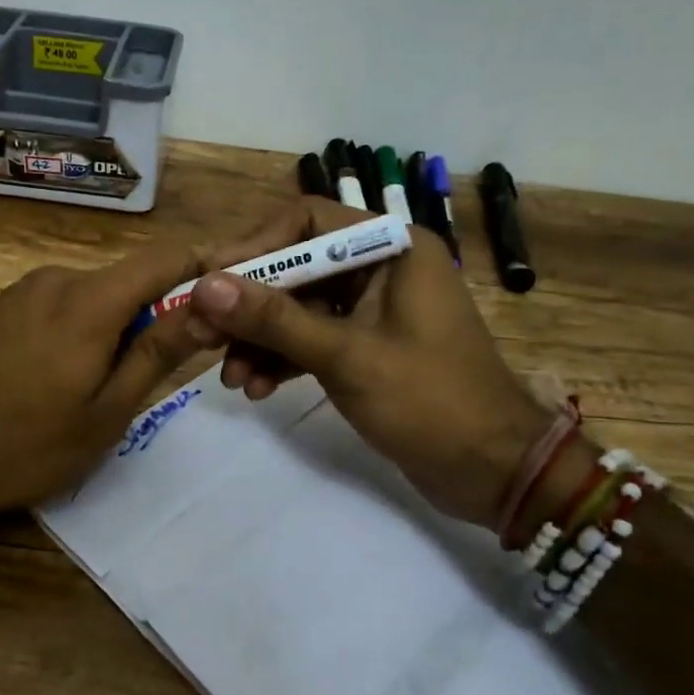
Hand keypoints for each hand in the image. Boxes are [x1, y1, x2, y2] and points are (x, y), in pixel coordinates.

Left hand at [0, 242, 218, 531]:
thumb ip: (159, 352)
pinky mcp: (4, 307)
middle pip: (131, 278)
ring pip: (98, 294)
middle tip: (165, 370)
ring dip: (120, 326)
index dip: (206, 269)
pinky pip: (65, 304)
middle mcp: (58, 278)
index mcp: (89, 299)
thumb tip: (211, 308)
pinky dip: (86, 329)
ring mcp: (25, 290)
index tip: (230, 298)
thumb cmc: (26, 446)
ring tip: (108, 387)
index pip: (167, 256)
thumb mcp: (107, 411)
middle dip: (160, 312)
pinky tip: (67, 378)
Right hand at [188, 198, 556, 526]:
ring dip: (259, 340)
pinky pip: (309, 339)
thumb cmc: (430, 402)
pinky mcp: (364, 347)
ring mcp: (371, 310)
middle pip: (295, 268)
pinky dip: (281, 360)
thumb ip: (273, 319)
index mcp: (391, 247)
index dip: (253, 249)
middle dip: (248, 306)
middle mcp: (380, 267)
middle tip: (200, 335)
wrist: (494, 473)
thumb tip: (204, 286)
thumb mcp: (345, 356)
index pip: (306, 222)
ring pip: (297, 308)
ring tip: (229, 378)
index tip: (207, 281)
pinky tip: (254, 388)